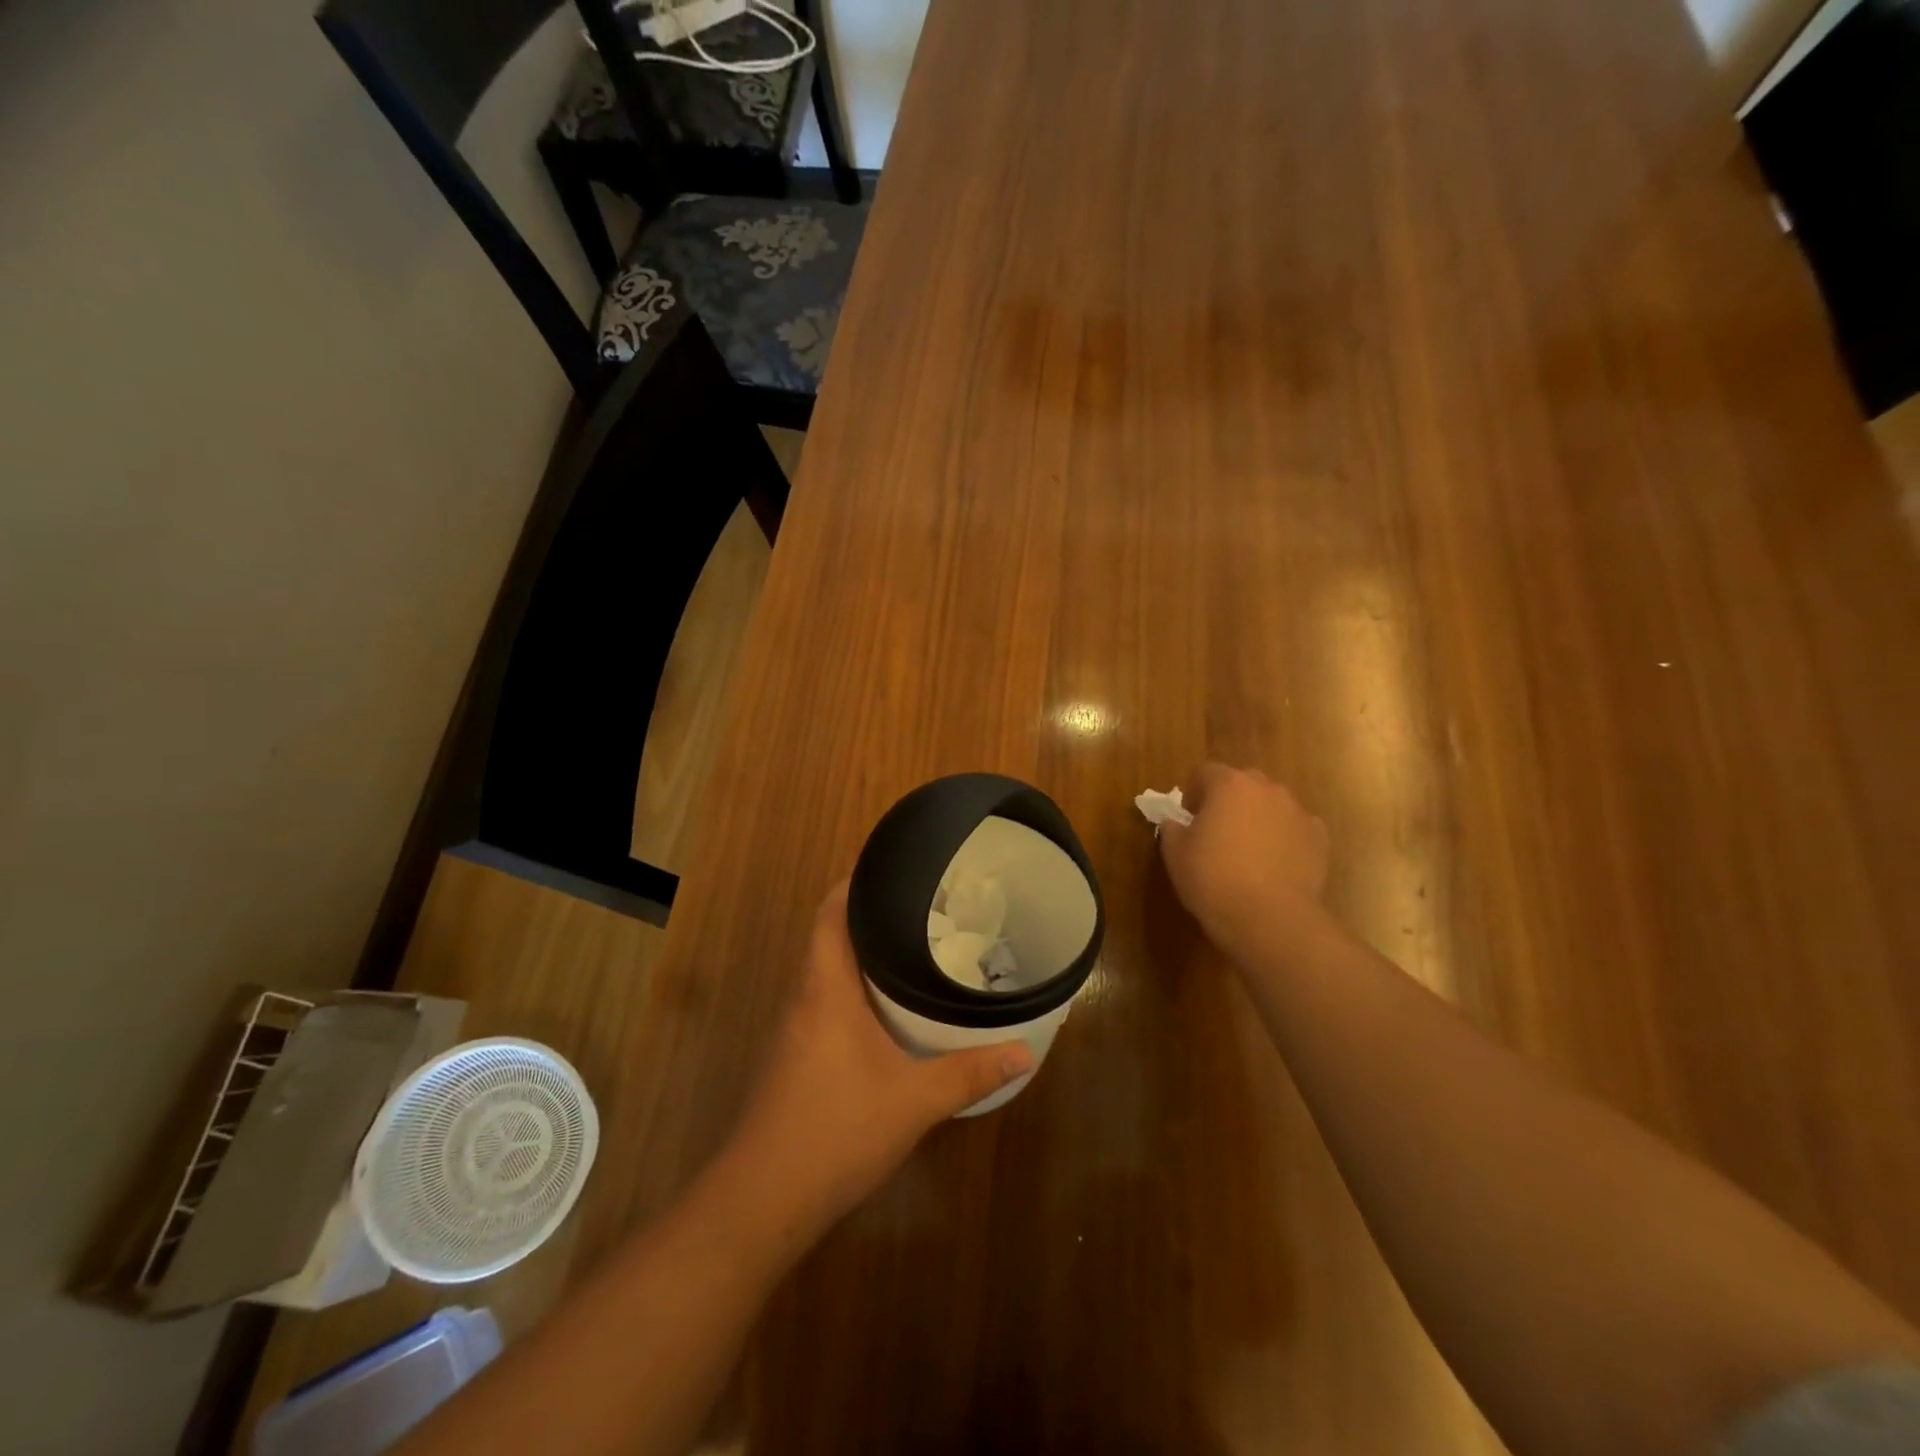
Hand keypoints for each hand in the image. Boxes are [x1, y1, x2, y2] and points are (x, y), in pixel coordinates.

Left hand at [724, 883, 1033, 1230]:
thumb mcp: (914, 1101)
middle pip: (829, 936)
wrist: (761, 1201)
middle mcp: (804, 998)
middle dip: (870, 916)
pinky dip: (853, 990)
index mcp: (825, 987)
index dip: (855, 882)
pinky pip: (824, 1003)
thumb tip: (1025, 1051)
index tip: (894, 867)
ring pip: (826, 972)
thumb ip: (970, 1074)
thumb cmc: (836, 1131)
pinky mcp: (792, 1058)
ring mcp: (793, 1029)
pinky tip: (886, 1010)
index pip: (830, 912)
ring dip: (861, 955)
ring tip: (912, 948)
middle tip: (922, 907)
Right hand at [1158, 764, 1330, 960]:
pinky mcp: (1319, 838)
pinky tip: (1274, 865)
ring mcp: (1297, 812)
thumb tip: (1177, 822)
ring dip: (1258, 817)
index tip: (1188, 818)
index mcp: (1229, 785)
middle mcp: (1267, 789)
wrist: (1269, 918)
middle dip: (1229, 800)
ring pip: (1271, 804)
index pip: (1205, 772)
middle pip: (1243, 783)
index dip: (1193, 793)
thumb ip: (1172, 828)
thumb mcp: (1174, 853)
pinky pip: (1295, 828)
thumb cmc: (1213, 879)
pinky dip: (1284, 838)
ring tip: (1248, 851)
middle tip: (1217, 831)